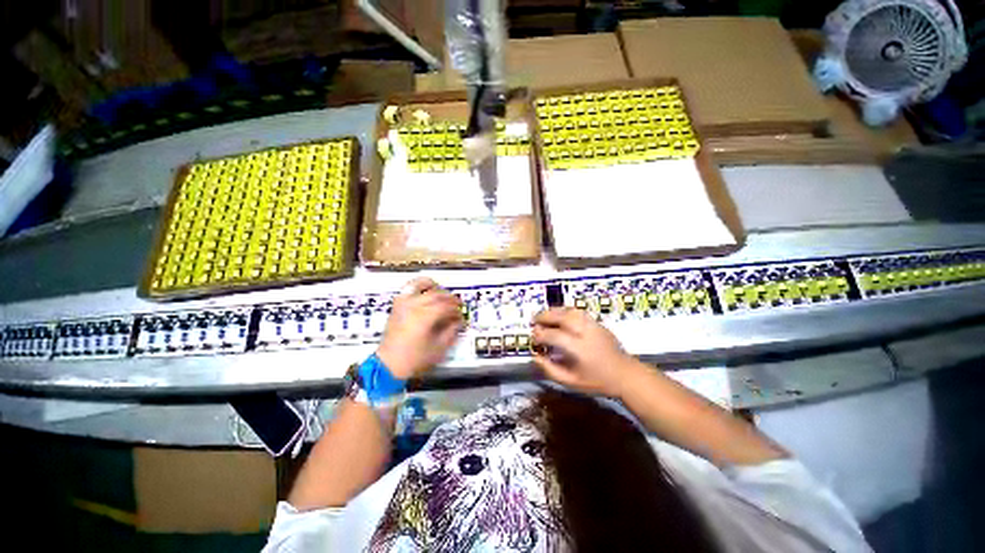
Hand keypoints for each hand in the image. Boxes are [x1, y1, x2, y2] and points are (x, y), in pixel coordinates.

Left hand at [377, 277, 463, 379]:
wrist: (389, 364)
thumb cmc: (414, 359)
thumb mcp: (437, 349)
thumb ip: (450, 333)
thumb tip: (458, 322)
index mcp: (425, 316)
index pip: (446, 306)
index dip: (456, 310)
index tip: (461, 317)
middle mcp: (414, 305)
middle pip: (436, 294)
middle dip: (450, 299)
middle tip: (457, 306)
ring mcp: (403, 303)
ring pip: (421, 285)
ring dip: (435, 287)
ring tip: (442, 294)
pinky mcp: (396, 306)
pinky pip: (408, 288)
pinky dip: (418, 286)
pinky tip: (424, 292)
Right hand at [531, 308, 641, 397]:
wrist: (623, 374)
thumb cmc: (597, 381)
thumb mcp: (570, 382)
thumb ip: (550, 370)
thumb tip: (536, 357)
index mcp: (579, 349)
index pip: (554, 335)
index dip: (540, 335)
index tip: (533, 339)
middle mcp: (586, 333)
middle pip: (563, 317)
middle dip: (546, 316)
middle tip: (534, 320)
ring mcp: (594, 326)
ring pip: (572, 311)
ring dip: (556, 311)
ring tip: (546, 316)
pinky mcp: (599, 325)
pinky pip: (581, 313)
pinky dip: (568, 312)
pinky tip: (561, 318)